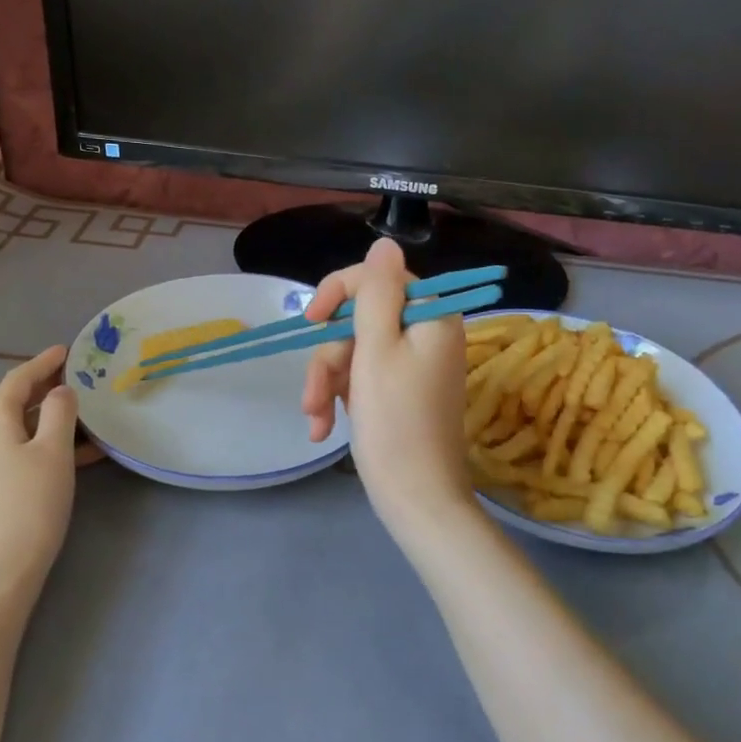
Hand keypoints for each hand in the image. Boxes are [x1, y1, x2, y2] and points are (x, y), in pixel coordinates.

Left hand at [0, 346, 93, 605]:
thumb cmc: (29, 506)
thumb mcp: (54, 452)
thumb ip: (59, 413)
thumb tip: (60, 391)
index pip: (18, 379)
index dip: (43, 362)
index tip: (67, 350)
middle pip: (13, 403)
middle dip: (46, 389)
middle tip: (78, 379)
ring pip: (17, 431)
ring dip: (48, 421)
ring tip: (86, 419)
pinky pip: (14, 454)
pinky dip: (41, 447)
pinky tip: (73, 458)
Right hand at [301, 239, 471, 529]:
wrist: (416, 499)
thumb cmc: (394, 423)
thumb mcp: (377, 349)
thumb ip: (376, 292)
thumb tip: (384, 242)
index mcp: (431, 316)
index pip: (378, 279)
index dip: (338, 293)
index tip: (310, 321)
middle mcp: (427, 333)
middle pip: (361, 319)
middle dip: (328, 357)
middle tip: (312, 396)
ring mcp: (415, 364)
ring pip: (355, 350)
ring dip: (327, 382)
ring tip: (315, 420)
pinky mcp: (402, 390)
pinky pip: (364, 375)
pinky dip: (340, 396)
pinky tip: (324, 426)